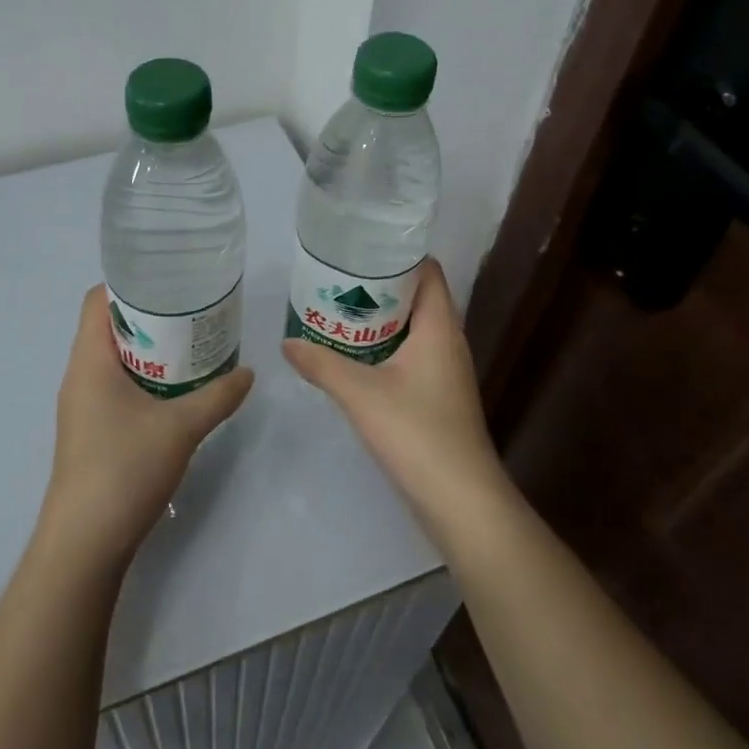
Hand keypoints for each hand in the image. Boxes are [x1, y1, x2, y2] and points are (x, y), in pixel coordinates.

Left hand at [40, 285, 254, 567]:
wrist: (85, 542)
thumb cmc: (124, 469)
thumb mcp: (181, 428)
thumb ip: (218, 396)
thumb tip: (248, 373)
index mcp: (90, 360)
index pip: (97, 300)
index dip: (129, 283)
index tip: (169, 281)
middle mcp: (79, 375)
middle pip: (108, 326)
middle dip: (149, 316)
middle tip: (192, 312)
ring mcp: (82, 405)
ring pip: (113, 359)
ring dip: (148, 349)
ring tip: (189, 346)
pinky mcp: (90, 430)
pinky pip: (115, 385)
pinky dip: (143, 378)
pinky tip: (175, 390)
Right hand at [282, 260, 510, 536]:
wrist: (461, 500)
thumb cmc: (417, 433)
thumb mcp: (361, 394)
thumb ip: (322, 364)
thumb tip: (287, 342)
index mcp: (440, 327)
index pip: (427, 270)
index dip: (397, 254)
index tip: (358, 248)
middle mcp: (448, 342)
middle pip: (416, 297)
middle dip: (378, 286)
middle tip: (335, 279)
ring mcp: (445, 371)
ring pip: (411, 329)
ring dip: (378, 320)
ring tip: (337, 311)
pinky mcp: (438, 396)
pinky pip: (410, 355)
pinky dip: (383, 348)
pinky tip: (352, 357)